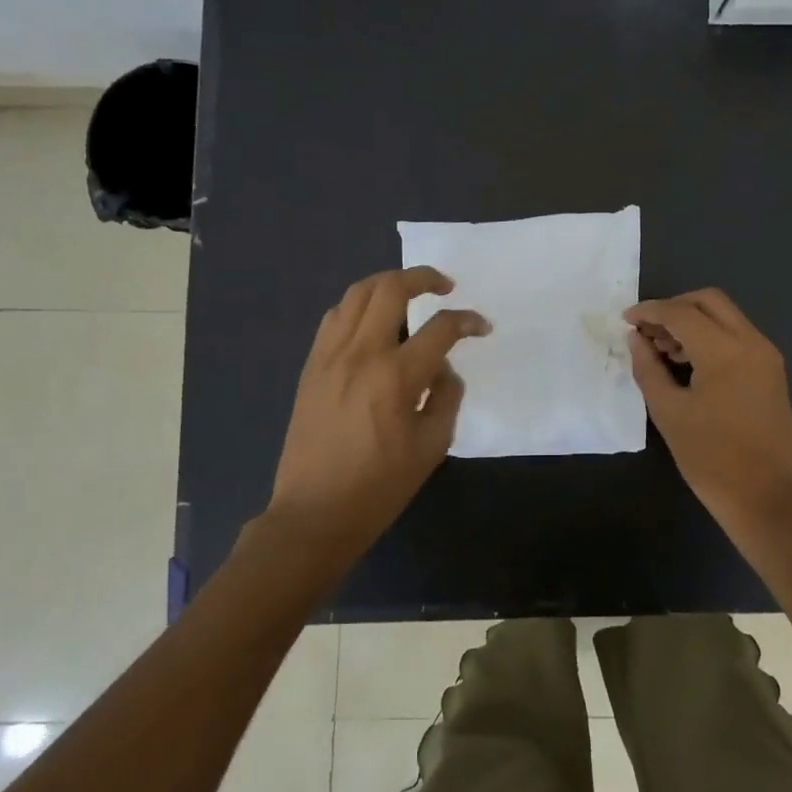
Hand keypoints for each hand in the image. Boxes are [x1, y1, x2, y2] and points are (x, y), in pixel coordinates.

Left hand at [267, 267, 488, 549]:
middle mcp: (360, 353)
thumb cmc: (380, 486)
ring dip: (388, 285)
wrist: (314, 513)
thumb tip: (443, 369)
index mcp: (396, 376)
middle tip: (445, 287)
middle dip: (424, 277)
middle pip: (390, 289)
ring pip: (357, 294)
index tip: (481, 327)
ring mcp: (329, 356)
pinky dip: (359, 307)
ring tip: (409, 296)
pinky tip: (373, 324)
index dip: (467, 321)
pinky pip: (335, 317)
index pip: (440, 327)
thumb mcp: (432, 446)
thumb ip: (446, 397)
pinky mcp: (311, 366)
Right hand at [625, 289, 791, 545]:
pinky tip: (688, 364)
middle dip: (674, 308)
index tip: (625, 320)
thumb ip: (648, 369)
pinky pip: (738, 338)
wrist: (768, 499)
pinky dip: (711, 338)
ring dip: (693, 322)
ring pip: (726, 317)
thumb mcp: (670, 413)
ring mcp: (767, 357)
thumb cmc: (712, 459)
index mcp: (725, 351)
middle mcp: (752, 342)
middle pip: (709, 301)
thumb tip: (636, 339)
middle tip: (647, 331)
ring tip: (662, 350)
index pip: (681, 313)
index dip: (649, 312)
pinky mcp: (772, 373)